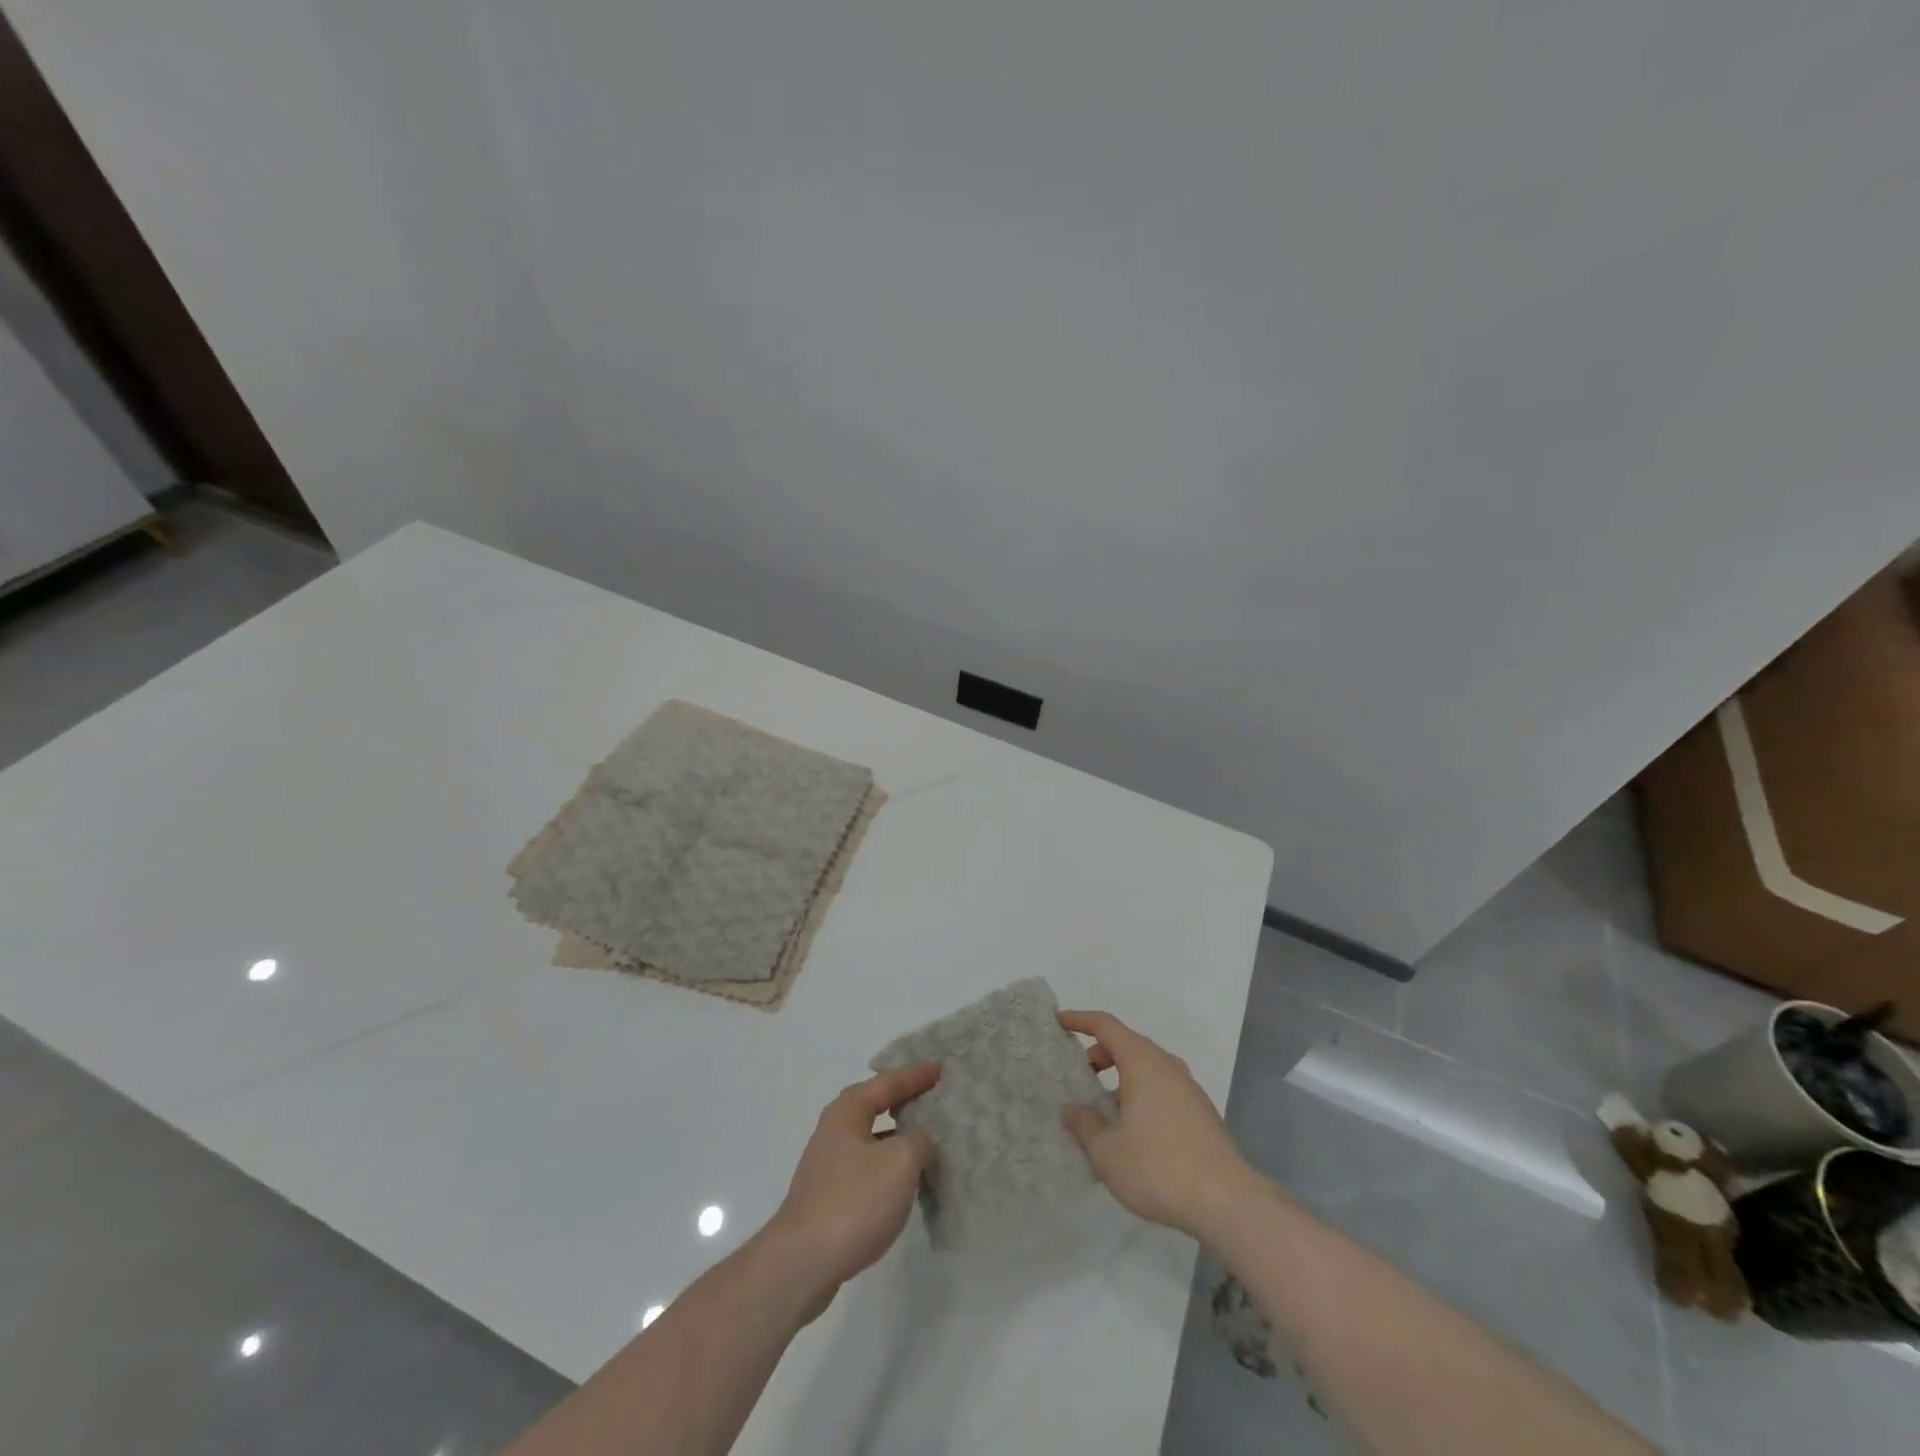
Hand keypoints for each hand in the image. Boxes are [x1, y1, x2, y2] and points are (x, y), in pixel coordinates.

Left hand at [763, 1064, 939, 1317]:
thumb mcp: (900, 1161)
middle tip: (937, 1098)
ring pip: (875, 1141)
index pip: (888, 1082)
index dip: (916, 1075)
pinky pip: (870, 1169)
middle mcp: (835, 1130)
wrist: (802, 1264)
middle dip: (907, 1102)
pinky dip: (892, 1168)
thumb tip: (921, 1140)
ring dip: (901, 1138)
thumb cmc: (853, 1201)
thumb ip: (920, 1140)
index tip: (942, 1068)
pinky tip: (909, 1183)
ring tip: (932, 1141)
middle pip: (877, 1106)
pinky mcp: (831, 1198)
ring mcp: (830, 1166)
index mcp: (848, 1111)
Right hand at [1058, 1010, 1257, 1239]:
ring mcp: (1188, 1089)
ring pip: (1146, 1069)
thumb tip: (1072, 1110)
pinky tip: (1132, 1132)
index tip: (1059, 1021)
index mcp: (1143, 1062)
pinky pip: (1162, 1089)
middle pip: (1128, 1045)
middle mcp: (1167, 1066)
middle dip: (1099, 1054)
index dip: (1080, 1020)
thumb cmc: (1159, 1167)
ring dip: (1121, 1079)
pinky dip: (1140, 1095)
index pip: (1106, 1026)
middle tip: (1079, 1075)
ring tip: (1103, 1110)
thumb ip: (1084, 1125)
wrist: (1228, 1202)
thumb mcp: (1107, 1151)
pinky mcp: (1201, 1113)